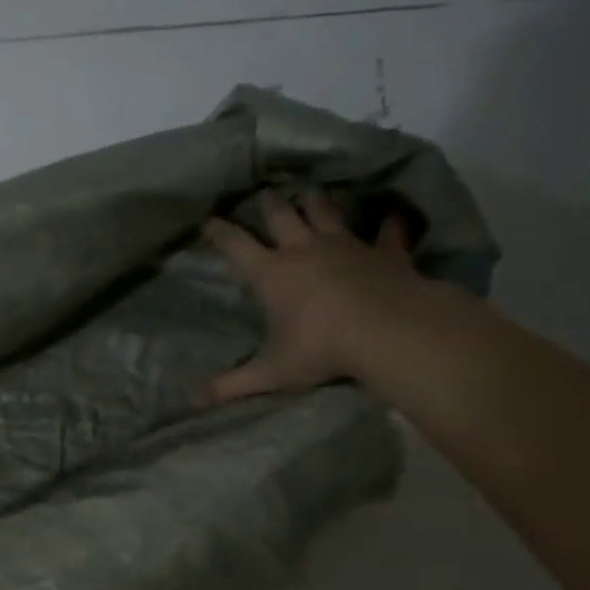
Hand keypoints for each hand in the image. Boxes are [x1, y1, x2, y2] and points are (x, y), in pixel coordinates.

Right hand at [202, 190, 421, 401]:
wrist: (389, 331)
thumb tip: (196, 398)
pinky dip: (389, 223)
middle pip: (282, 216)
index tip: (209, 220)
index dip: (220, 232)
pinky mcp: (385, 252)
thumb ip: (233, 385)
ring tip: (310, 191)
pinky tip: (392, 214)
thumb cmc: (321, 348)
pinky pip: (388, 232)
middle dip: (269, 203)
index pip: (236, 246)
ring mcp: (347, 246)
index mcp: (272, 274)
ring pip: (326, 213)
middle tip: (264, 193)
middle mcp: (305, 251)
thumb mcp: (271, 373)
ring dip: (317, 201)